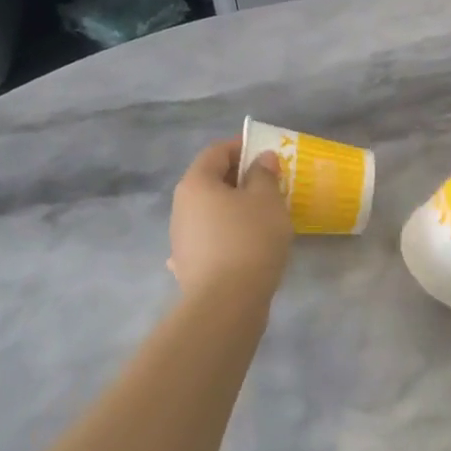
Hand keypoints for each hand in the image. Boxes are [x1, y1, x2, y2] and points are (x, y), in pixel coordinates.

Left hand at [169, 138, 292, 297]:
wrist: (226, 303)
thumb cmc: (249, 240)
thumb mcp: (267, 200)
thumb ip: (264, 174)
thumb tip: (261, 159)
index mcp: (196, 183)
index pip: (216, 152)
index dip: (241, 147)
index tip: (265, 153)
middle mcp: (181, 206)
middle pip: (210, 181)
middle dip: (240, 179)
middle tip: (269, 185)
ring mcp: (181, 237)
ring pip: (210, 211)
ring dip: (233, 208)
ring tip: (263, 217)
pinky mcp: (188, 264)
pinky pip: (210, 238)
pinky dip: (226, 234)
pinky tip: (242, 246)